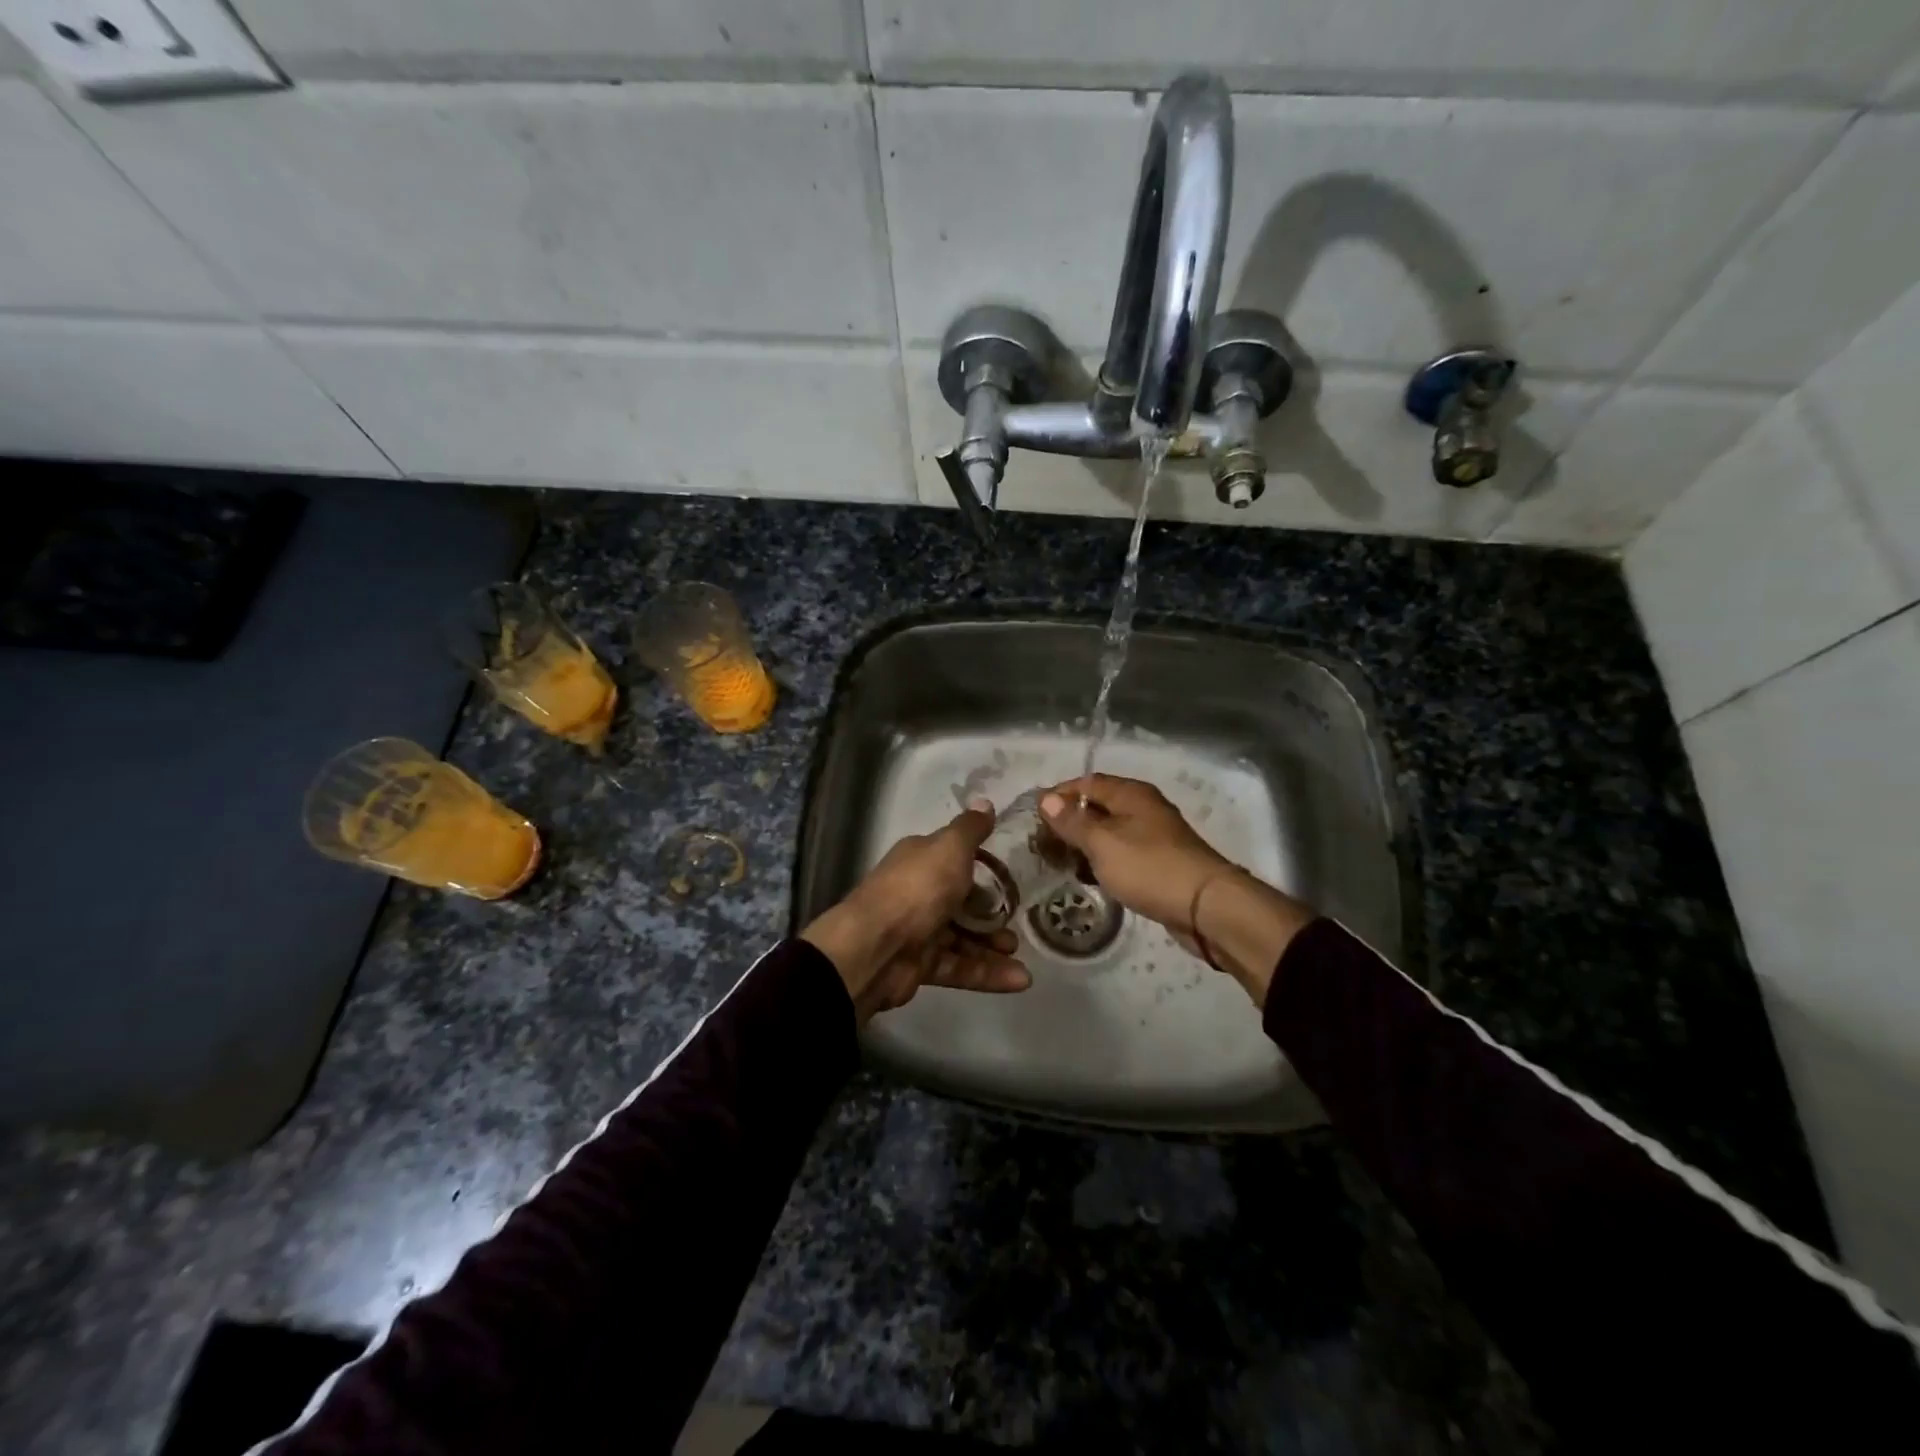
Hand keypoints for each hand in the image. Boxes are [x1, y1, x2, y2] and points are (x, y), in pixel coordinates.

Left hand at [802, 799, 1031, 1020]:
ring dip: (993, 947)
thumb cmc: (917, 889)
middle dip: (991, 913)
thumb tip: (984, 801)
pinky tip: (1019, 980)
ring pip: (963, 938)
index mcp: (920, 860)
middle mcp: (917, 892)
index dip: (981, 867)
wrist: (875, 947)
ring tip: (1020, 954)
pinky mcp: (920, 966)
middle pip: (960, 902)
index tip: (1009, 877)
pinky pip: (959, 967)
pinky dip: (988, 974)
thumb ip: (970, 829)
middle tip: (1017, 920)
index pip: (954, 859)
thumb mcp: (950, 848)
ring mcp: (918, 931)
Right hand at [1041, 774, 1313, 1003]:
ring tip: (1059, 864)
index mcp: (1131, 794)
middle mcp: (1143, 808)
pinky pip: (1122, 855)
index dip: (1058, 796)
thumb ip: (1073, 821)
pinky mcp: (1159, 863)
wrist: (1206, 907)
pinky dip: (1103, 862)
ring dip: (1085, 845)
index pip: (1086, 783)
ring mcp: (1154, 836)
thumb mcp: (1102, 842)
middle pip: (1098, 807)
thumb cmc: (1150, 867)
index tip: (1033, 818)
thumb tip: (1046, 798)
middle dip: (1069, 823)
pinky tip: (1089, 879)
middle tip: (1042, 845)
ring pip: (1110, 833)